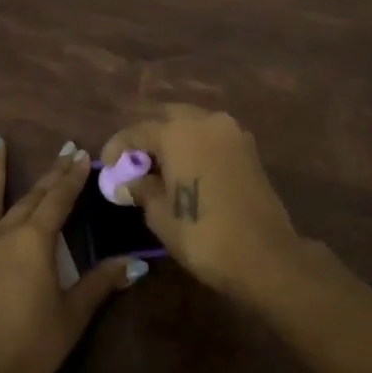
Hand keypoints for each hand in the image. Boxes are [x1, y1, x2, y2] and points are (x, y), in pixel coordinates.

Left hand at [0, 136, 143, 372]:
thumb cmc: (32, 347)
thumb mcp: (73, 315)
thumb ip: (102, 282)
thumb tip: (137, 264)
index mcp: (36, 241)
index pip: (60, 200)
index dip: (72, 177)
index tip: (81, 154)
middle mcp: (5, 231)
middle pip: (32, 196)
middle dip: (50, 173)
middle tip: (63, 150)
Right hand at [101, 106, 303, 295]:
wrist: (265, 255)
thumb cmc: (203, 235)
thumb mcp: (161, 215)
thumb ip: (142, 189)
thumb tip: (130, 181)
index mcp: (179, 132)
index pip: (138, 130)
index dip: (118, 146)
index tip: (106, 165)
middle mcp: (206, 121)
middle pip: (167, 117)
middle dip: (147, 135)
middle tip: (134, 161)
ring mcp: (232, 132)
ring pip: (193, 123)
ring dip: (173, 137)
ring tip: (159, 166)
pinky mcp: (249, 148)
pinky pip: (212, 136)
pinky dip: (195, 145)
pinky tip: (186, 168)